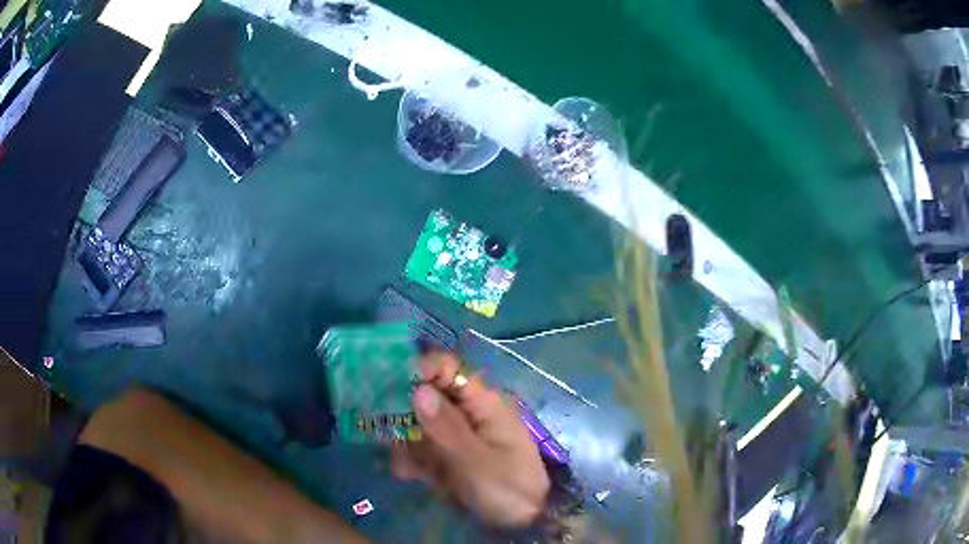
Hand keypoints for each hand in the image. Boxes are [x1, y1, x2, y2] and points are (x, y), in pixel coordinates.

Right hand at [391, 353, 549, 527]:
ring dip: (406, 443)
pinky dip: (411, 459)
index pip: (450, 369)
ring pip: (419, 424)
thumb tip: (419, 389)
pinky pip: (422, 447)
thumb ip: (447, 428)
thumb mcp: (477, 463)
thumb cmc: (507, 490)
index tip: (393, 389)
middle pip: (428, 395)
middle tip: (388, 436)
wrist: (522, 522)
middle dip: (404, 414)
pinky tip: (409, 476)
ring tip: (406, 467)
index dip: (421, 370)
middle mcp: (468, 413)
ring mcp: (458, 435)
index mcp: (484, 404)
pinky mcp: (450, 455)